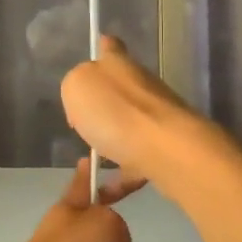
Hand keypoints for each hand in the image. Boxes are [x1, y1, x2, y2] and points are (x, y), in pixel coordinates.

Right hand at [59, 36, 202, 186]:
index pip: (111, 48)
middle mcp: (142, 88)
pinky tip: (102, 193)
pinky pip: (135, 165)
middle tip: (80, 123)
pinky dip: (119, 179)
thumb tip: (87, 95)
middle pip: (121, 91)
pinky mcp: (164, 151)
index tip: (99, 49)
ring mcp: (157, 120)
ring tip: (88, 161)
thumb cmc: (115, 112)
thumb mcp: (76, 86)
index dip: (104, 48)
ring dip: (112, 142)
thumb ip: (75, 84)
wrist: (166, 151)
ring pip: (129, 127)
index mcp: (120, 65)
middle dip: (104, 104)